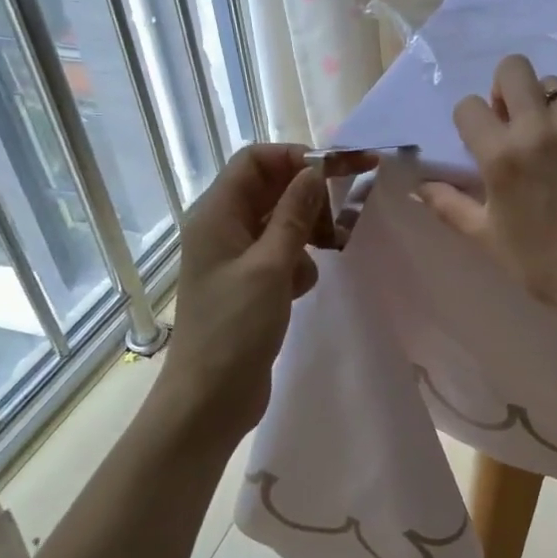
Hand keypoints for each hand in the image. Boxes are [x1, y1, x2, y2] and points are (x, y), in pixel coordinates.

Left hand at [159, 144, 355, 445]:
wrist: (209, 399)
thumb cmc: (235, 328)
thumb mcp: (271, 266)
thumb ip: (294, 214)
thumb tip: (315, 171)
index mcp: (217, 214)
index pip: (255, 160)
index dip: (296, 157)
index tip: (338, 170)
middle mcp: (223, 227)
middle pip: (271, 188)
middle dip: (309, 196)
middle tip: (347, 212)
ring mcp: (236, 257)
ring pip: (281, 222)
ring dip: (307, 230)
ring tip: (329, 251)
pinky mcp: (250, 283)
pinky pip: (281, 253)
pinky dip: (299, 262)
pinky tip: (302, 287)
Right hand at [419, 55, 556, 327]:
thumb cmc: (539, 262)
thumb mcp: (485, 236)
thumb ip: (448, 204)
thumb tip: (417, 187)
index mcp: (501, 154)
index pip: (469, 106)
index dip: (470, 122)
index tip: (480, 142)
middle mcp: (539, 129)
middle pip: (514, 68)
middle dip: (506, 88)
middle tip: (513, 119)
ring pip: (555, 87)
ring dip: (545, 107)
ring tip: (551, 140)